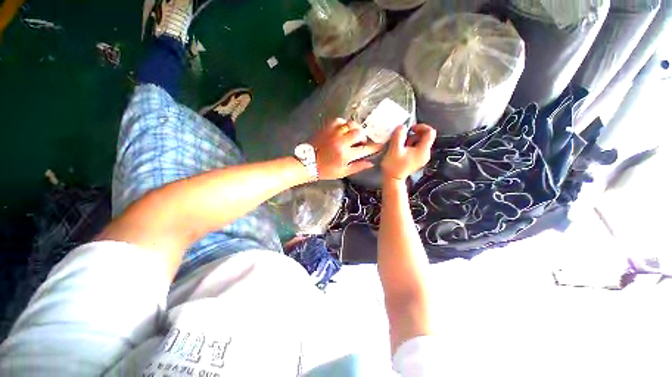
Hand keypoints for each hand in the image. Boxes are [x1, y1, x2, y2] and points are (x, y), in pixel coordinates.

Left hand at [311, 118, 381, 179]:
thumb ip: (358, 167)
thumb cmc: (326, 170)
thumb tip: (371, 163)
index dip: (375, 147)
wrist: (308, 163)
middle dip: (364, 137)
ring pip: (351, 124)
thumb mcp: (343, 172)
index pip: (365, 149)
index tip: (381, 144)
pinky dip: (344, 124)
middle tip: (361, 142)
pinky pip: (340, 121)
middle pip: (359, 133)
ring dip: (355, 129)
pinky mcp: (327, 128)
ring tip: (353, 135)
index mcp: (345, 155)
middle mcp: (341, 142)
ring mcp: (333, 133)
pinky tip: (343, 130)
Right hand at [381, 124, 436, 180]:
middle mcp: (425, 153)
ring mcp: (422, 157)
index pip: (430, 132)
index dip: (421, 126)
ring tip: (401, 146)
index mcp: (423, 150)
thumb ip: (398, 136)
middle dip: (413, 135)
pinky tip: (402, 150)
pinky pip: (416, 147)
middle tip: (403, 139)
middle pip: (424, 136)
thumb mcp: (394, 149)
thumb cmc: (394, 166)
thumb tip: (402, 127)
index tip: (410, 129)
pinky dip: (409, 145)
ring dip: (410, 140)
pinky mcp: (417, 159)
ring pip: (419, 141)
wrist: (393, 179)